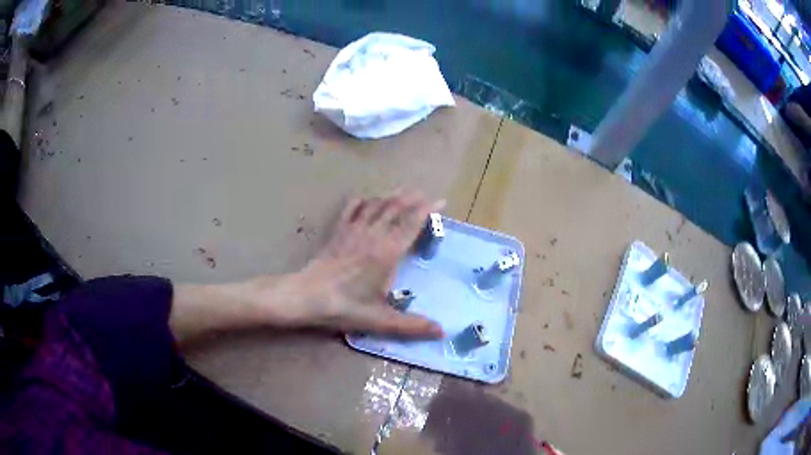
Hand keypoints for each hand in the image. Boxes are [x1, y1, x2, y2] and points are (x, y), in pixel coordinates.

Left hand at [285, 189, 444, 336]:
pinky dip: (362, 200)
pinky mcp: (338, 232)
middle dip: (412, 197)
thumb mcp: (381, 319)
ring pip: (376, 205)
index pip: (412, 223)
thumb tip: (442, 332)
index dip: (428, 209)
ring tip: (402, 190)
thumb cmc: (345, 307)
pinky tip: (366, 198)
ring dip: (391, 196)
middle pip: (395, 208)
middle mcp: (373, 235)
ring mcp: (353, 230)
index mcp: (388, 252)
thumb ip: (413, 325)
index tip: (441, 201)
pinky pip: (352, 209)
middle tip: (424, 192)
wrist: (307, 296)